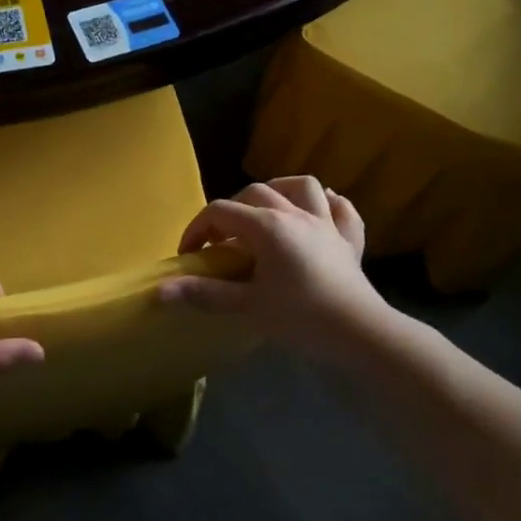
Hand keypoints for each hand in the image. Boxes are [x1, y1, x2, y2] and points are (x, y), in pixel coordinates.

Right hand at [160, 178, 387, 348]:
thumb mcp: (247, 307)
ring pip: (303, 187)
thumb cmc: (300, 318)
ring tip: (267, 211)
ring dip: (281, 190)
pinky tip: (320, 213)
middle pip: (256, 192)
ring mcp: (327, 224)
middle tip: (222, 241)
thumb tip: (160, 291)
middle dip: (232, 210)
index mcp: (267, 226)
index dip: (197, 229)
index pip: (221, 212)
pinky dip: (329, 206)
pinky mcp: (350, 241)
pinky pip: (342, 210)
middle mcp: (296, 214)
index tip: (188, 255)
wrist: (360, 334)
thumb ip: (204, 294)